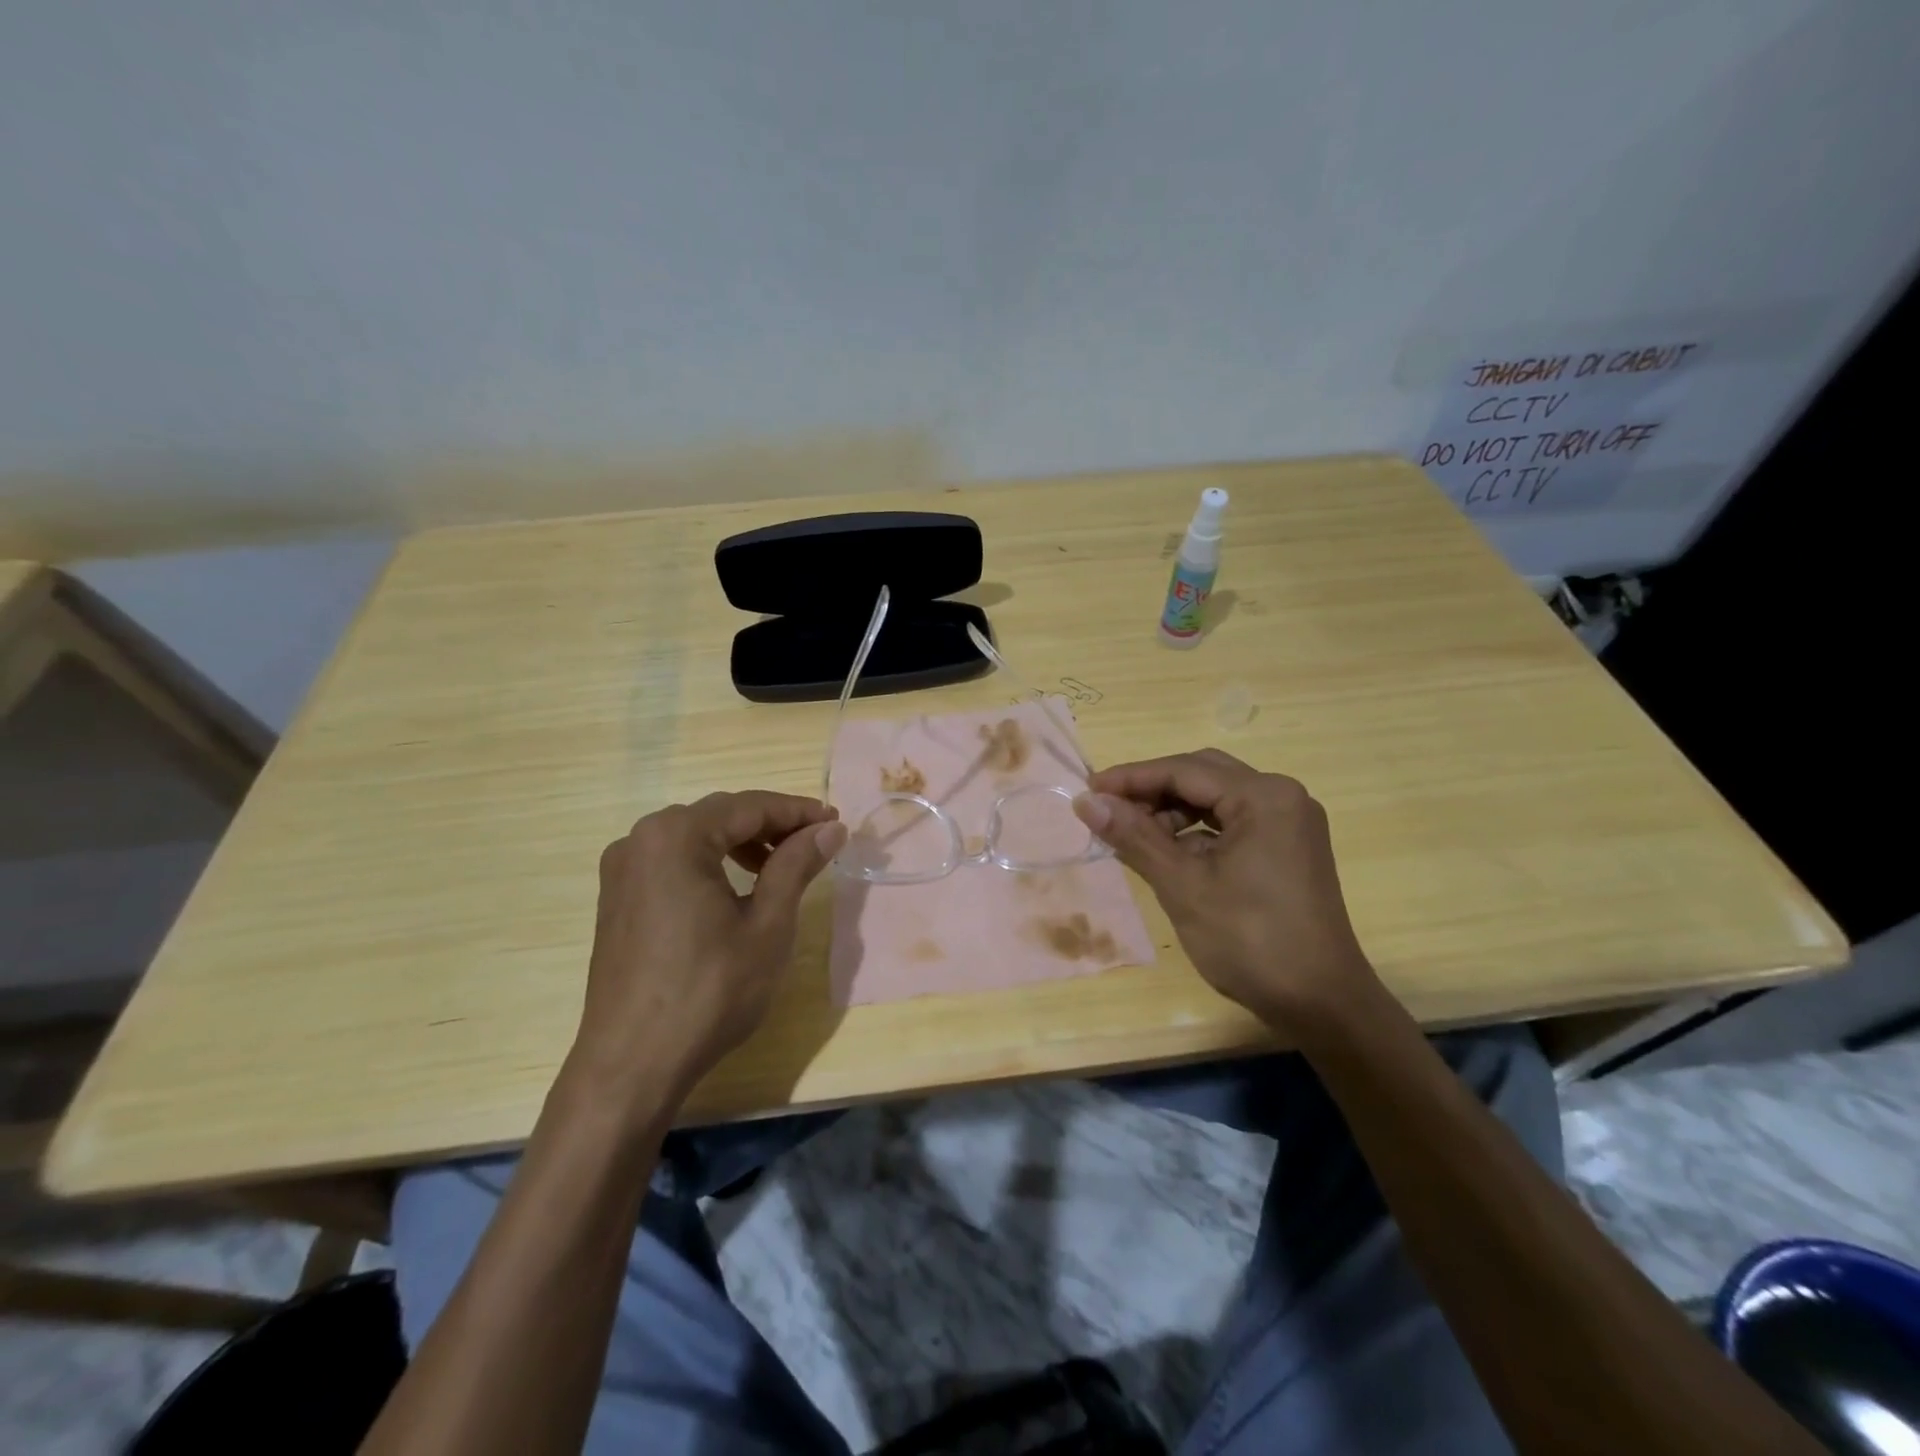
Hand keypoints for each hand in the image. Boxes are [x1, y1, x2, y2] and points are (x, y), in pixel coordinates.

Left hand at [574, 792, 847, 1113]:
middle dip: (771, 825)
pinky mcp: (617, 897)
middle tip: (816, 842)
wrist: (632, 1064)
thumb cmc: (709, 991)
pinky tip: (738, 887)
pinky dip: (712, 862)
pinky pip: (673, 860)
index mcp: (675, 836)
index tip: (836, 823)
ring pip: (696, 836)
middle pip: (720, 815)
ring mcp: (622, 869)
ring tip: (783, 865)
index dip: (797, 812)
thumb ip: (797, 865)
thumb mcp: (767, 925)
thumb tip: (831, 829)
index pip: (749, 807)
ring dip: (742, 843)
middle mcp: (640, 839)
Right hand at [1074, 749, 1376, 1028]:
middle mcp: (1283, 797)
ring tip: (1134, 836)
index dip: (1131, 778)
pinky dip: (1197, 831)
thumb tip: (1086, 801)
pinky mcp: (1289, 847)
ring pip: (1217, 799)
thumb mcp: (1183, 886)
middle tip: (1107, 809)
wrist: (1321, 1005)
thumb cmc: (1249, 941)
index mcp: (1263, 797)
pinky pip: (1233, 822)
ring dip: (1173, 811)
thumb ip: (1134, 836)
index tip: (1087, 791)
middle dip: (1152, 790)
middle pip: (1203, 775)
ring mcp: (1290, 823)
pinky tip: (1169, 854)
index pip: (1184, 770)